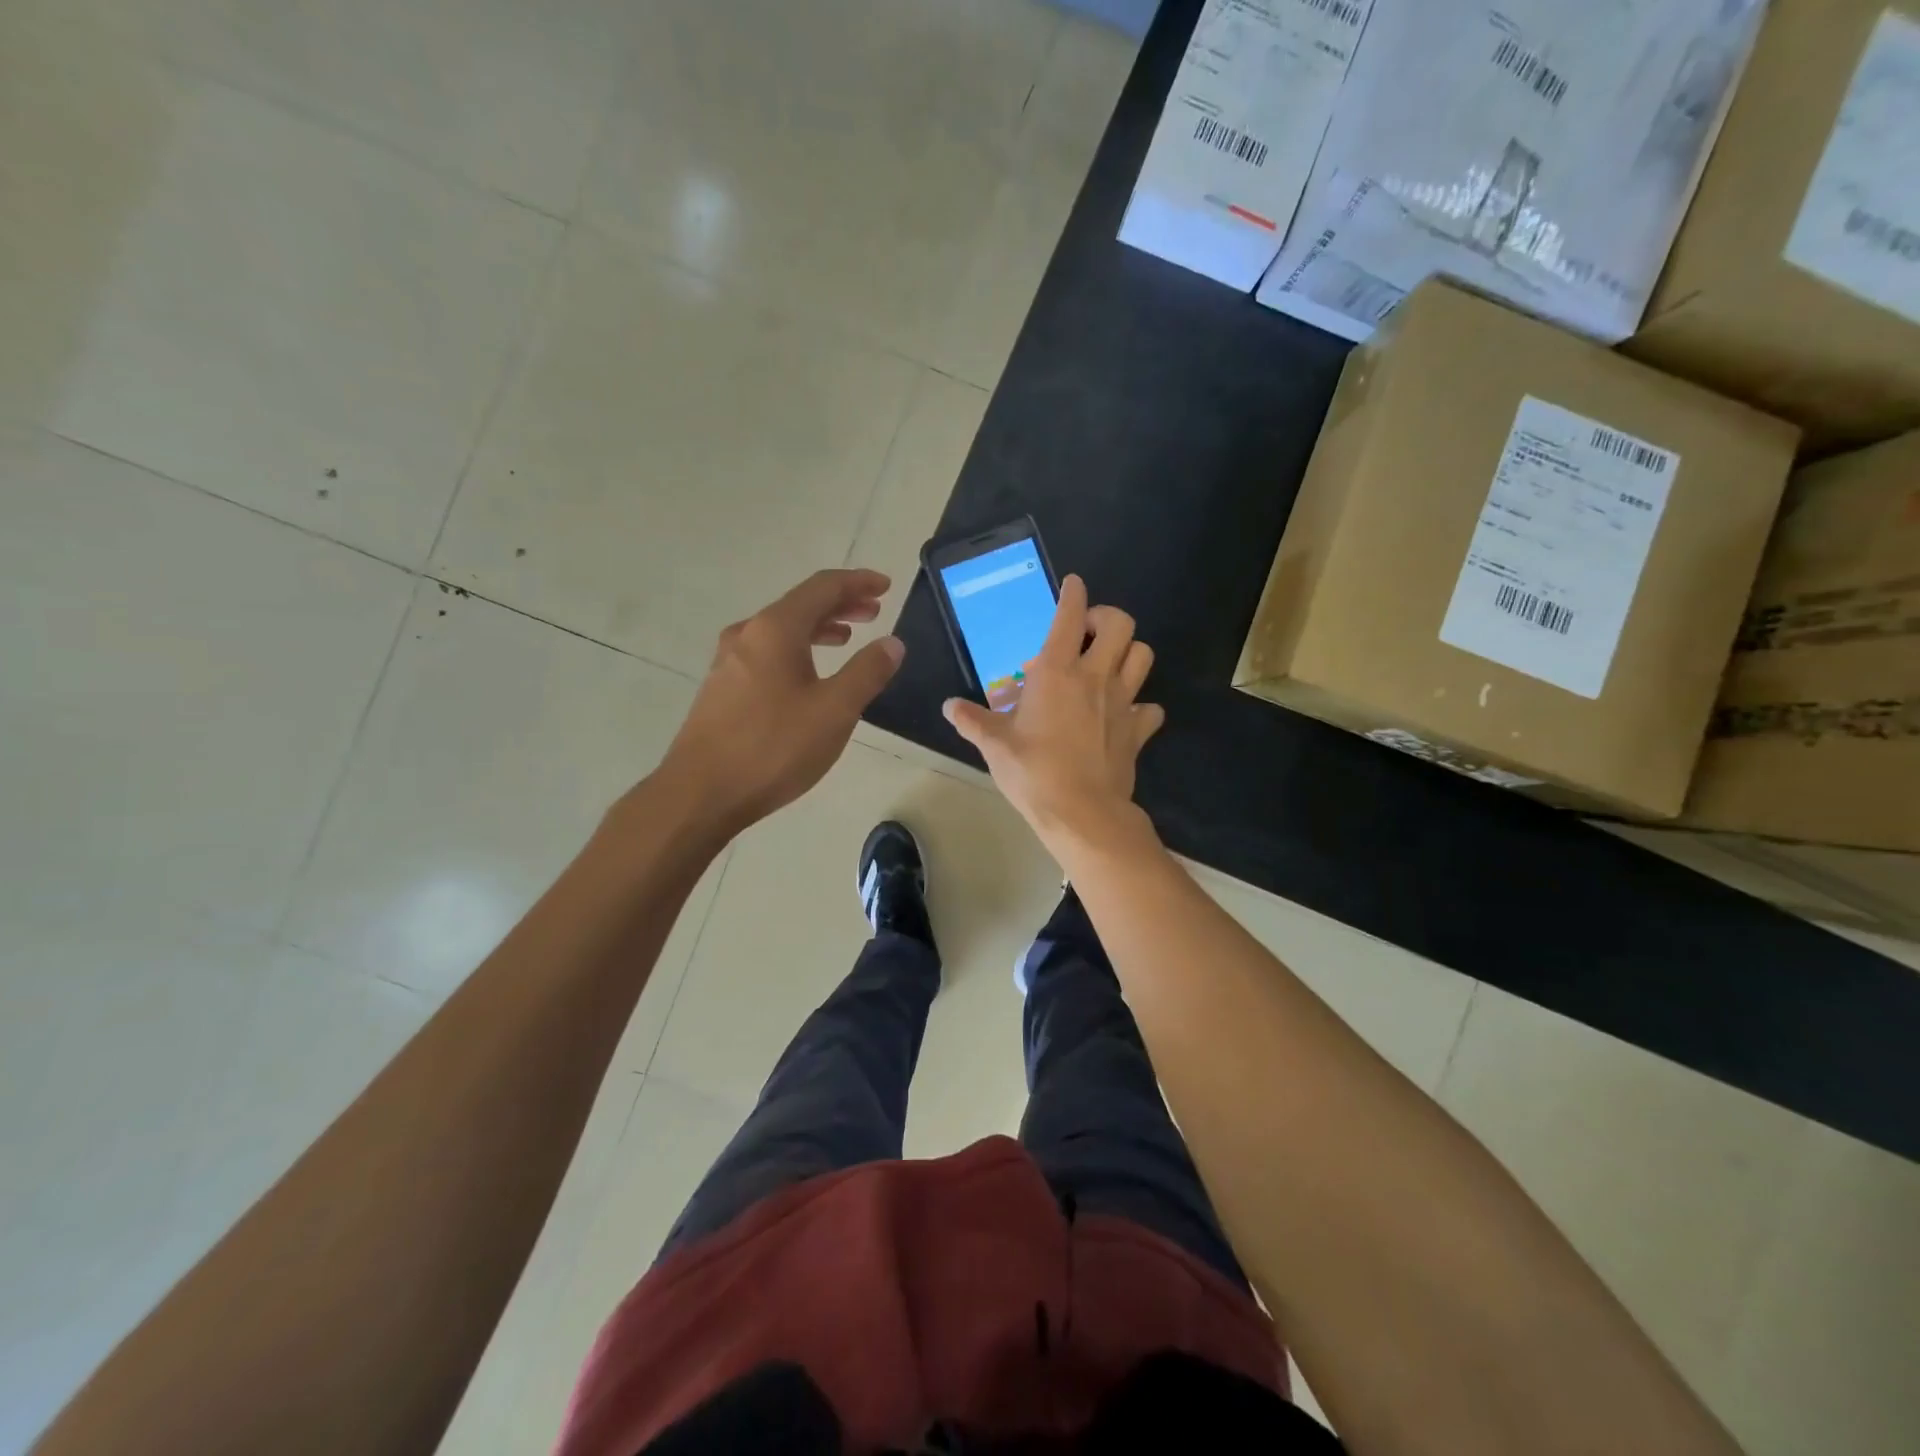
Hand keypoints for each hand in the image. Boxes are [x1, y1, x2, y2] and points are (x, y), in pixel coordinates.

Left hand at [657, 569, 903, 839]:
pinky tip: (807, 675)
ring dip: (819, 628)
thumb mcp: (835, 711)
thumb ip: (867, 672)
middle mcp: (748, 634)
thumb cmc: (773, 748)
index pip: (823, 587)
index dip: (858, 582)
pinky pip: (767, 652)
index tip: (886, 586)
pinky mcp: (722, 688)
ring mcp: (729, 661)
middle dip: (841, 604)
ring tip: (846, 638)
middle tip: (874, 612)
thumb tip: (892, 642)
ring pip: (782, 630)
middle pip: (801, 604)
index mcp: (776, 629)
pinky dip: (797, 649)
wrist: (701, 793)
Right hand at [944, 574, 1163, 850]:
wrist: (1082, 812)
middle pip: (1121, 624)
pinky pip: (1149, 707)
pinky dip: (1141, 705)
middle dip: (1106, 617)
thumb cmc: (1034, 772)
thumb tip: (949, 707)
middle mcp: (1095, 677)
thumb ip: (973, 721)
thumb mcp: (995, 745)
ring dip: (1128, 652)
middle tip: (1088, 633)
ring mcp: (1122, 702)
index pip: (1070, 616)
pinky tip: (1123, 715)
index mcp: (1057, 672)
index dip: (1073, 593)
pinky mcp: (1138, 730)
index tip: (1073, 584)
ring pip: (1142, 656)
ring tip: (1108, 663)